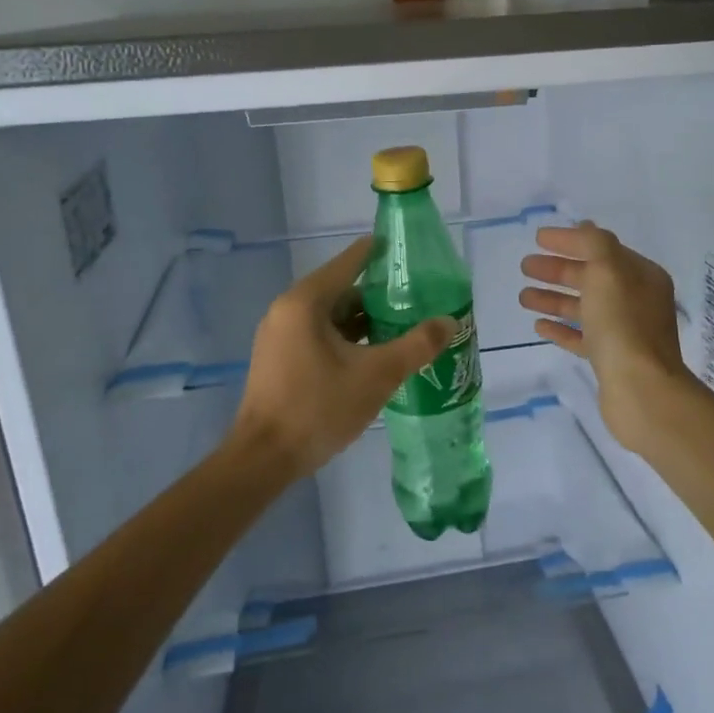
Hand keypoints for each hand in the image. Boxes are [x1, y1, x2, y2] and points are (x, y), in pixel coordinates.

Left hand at [231, 237, 454, 479]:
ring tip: (406, 326)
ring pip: (332, 316)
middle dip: (381, 295)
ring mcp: (281, 335)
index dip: (383, 254)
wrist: (263, 459)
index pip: (351, 261)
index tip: (414, 255)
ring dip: (366, 320)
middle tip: (420, 299)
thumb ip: (416, 345)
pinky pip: (321, 335)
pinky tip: (377, 353)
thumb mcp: (376, 375)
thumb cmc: (318, 408)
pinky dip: (349, 338)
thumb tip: (450, 321)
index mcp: (306, 300)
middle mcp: (289, 309)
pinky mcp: (280, 358)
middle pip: (343, 289)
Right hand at [519, 223, 692, 453]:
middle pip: (590, 278)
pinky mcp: (610, 360)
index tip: (537, 238)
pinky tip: (538, 325)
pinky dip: (561, 328)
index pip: (601, 249)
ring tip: (523, 297)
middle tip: (525, 267)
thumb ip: (593, 243)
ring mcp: (624, 332)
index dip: (570, 241)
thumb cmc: (623, 324)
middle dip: (557, 270)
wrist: (641, 390)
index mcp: (641, 276)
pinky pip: (581, 337)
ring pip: (583, 308)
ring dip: (553, 298)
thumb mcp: (608, 270)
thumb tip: (582, 228)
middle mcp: (636, 301)